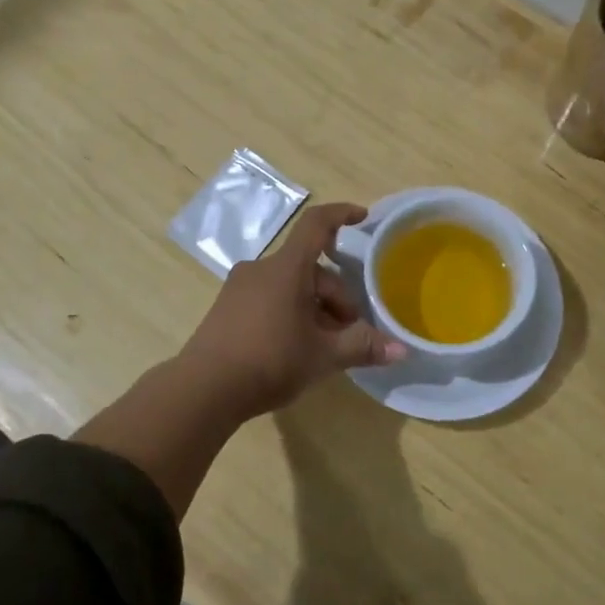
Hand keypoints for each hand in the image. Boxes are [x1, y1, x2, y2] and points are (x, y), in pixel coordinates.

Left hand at [177, 201, 407, 418]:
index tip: (362, 216)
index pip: (317, 225)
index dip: (342, 215)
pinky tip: (296, 348)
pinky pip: (269, 298)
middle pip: (310, 268)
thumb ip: (362, 346)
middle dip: (336, 297)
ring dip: (315, 308)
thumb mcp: (323, 356)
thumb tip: (400, 349)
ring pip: (289, 286)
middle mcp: (261, 269)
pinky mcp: (227, 308)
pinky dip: (290, 313)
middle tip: (349, 333)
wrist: (204, 390)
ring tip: (325, 347)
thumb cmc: (270, 361)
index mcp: (286, 268)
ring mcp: (239, 288)